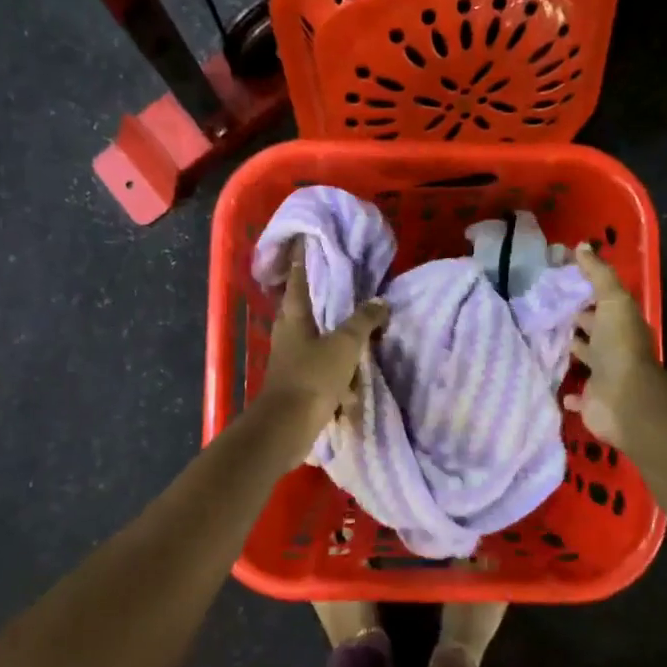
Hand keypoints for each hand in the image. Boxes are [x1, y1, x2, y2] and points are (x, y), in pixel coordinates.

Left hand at [257, 241, 388, 456]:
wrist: (286, 428)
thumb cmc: (312, 377)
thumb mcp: (345, 344)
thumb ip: (364, 321)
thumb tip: (380, 302)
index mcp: (294, 315)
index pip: (299, 276)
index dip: (303, 257)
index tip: (308, 239)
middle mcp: (289, 332)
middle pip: (310, 308)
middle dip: (330, 301)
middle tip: (353, 288)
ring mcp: (292, 359)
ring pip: (320, 341)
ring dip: (340, 344)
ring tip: (365, 340)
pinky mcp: (299, 383)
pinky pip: (324, 371)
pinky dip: (340, 376)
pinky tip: (355, 386)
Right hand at [564, 244, 660, 449]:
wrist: (623, 398)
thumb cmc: (618, 345)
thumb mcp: (612, 300)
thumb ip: (598, 274)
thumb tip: (582, 246)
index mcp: (620, 324)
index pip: (602, 303)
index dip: (585, 293)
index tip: (558, 282)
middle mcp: (613, 348)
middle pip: (593, 330)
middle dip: (574, 321)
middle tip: (544, 309)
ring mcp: (602, 376)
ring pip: (583, 359)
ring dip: (569, 351)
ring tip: (540, 340)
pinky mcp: (590, 400)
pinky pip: (576, 395)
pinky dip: (567, 392)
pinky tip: (551, 382)